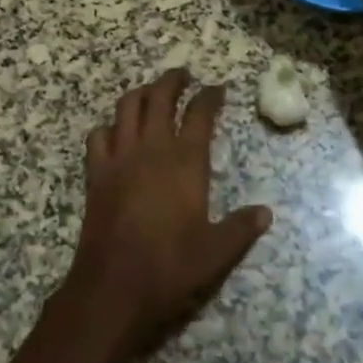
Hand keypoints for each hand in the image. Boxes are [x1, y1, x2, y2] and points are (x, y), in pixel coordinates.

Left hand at [61, 69, 272, 353]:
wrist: (113, 286)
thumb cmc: (170, 267)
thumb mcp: (216, 252)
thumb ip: (241, 228)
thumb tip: (266, 212)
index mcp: (185, 161)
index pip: (199, 113)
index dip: (210, 96)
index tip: (218, 88)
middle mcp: (152, 148)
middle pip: (160, 96)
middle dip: (173, 80)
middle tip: (183, 75)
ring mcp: (120, 157)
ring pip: (127, 107)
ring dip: (141, 93)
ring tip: (152, 93)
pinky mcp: (96, 173)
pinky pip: (98, 135)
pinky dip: (109, 126)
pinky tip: (116, 133)